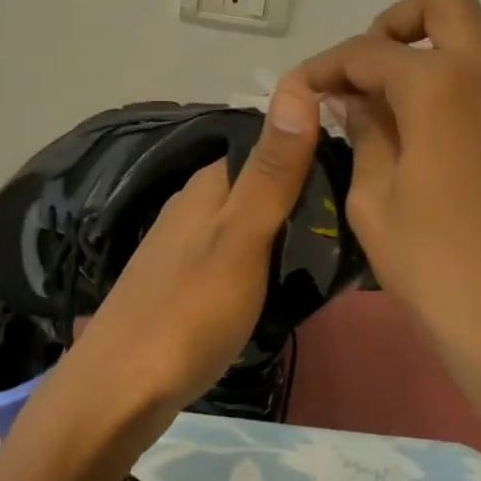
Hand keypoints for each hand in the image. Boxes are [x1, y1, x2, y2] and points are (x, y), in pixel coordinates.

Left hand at [60, 84, 322, 438]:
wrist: (119, 393)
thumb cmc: (189, 312)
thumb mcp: (243, 238)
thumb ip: (273, 171)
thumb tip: (295, 86)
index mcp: (209, 185)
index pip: (270, 146)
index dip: (314, 151)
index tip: (361, 174)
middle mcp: (194, 205)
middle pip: (261, 186)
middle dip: (305, 196)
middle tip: (354, 224)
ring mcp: (185, 246)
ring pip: (249, 222)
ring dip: (287, 231)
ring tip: (331, 255)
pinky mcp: (184, 282)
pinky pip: (237, 255)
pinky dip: (265, 262)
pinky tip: (285, 285)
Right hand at [295, 0, 480, 373]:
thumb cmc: (431, 263)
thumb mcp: (372, 197)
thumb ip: (364, 130)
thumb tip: (352, 96)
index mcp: (438, 84)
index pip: (368, 53)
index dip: (327, 65)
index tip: (302, 85)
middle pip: (443, 2)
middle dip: (394, 24)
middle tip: (367, 70)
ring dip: (453, 30)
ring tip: (419, 75)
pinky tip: (452, 106)